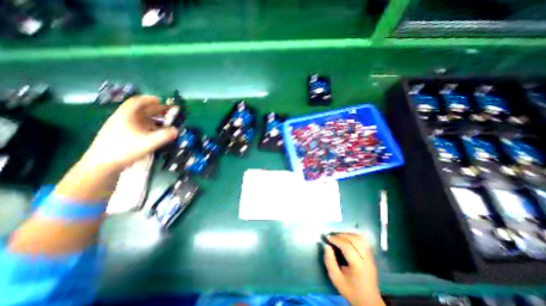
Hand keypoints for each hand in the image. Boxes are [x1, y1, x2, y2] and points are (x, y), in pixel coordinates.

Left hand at [80, 96, 176, 171]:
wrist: (101, 164)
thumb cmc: (124, 150)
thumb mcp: (148, 143)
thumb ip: (164, 136)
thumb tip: (177, 130)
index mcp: (126, 116)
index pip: (137, 102)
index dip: (149, 99)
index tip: (161, 100)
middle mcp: (122, 118)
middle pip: (139, 109)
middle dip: (155, 109)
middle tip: (168, 112)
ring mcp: (120, 127)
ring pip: (138, 118)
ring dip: (152, 117)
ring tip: (163, 121)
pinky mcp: (120, 134)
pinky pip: (137, 125)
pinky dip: (147, 125)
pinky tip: (153, 131)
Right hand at [324, 234, 382, 303]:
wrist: (368, 301)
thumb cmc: (350, 290)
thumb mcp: (336, 279)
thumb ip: (330, 262)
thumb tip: (327, 246)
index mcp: (358, 267)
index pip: (347, 247)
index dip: (337, 240)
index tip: (328, 238)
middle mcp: (366, 260)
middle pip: (355, 240)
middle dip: (341, 235)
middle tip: (332, 236)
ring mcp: (371, 257)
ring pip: (360, 238)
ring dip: (348, 234)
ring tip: (339, 236)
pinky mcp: (371, 256)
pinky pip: (363, 241)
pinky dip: (354, 236)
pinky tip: (347, 238)